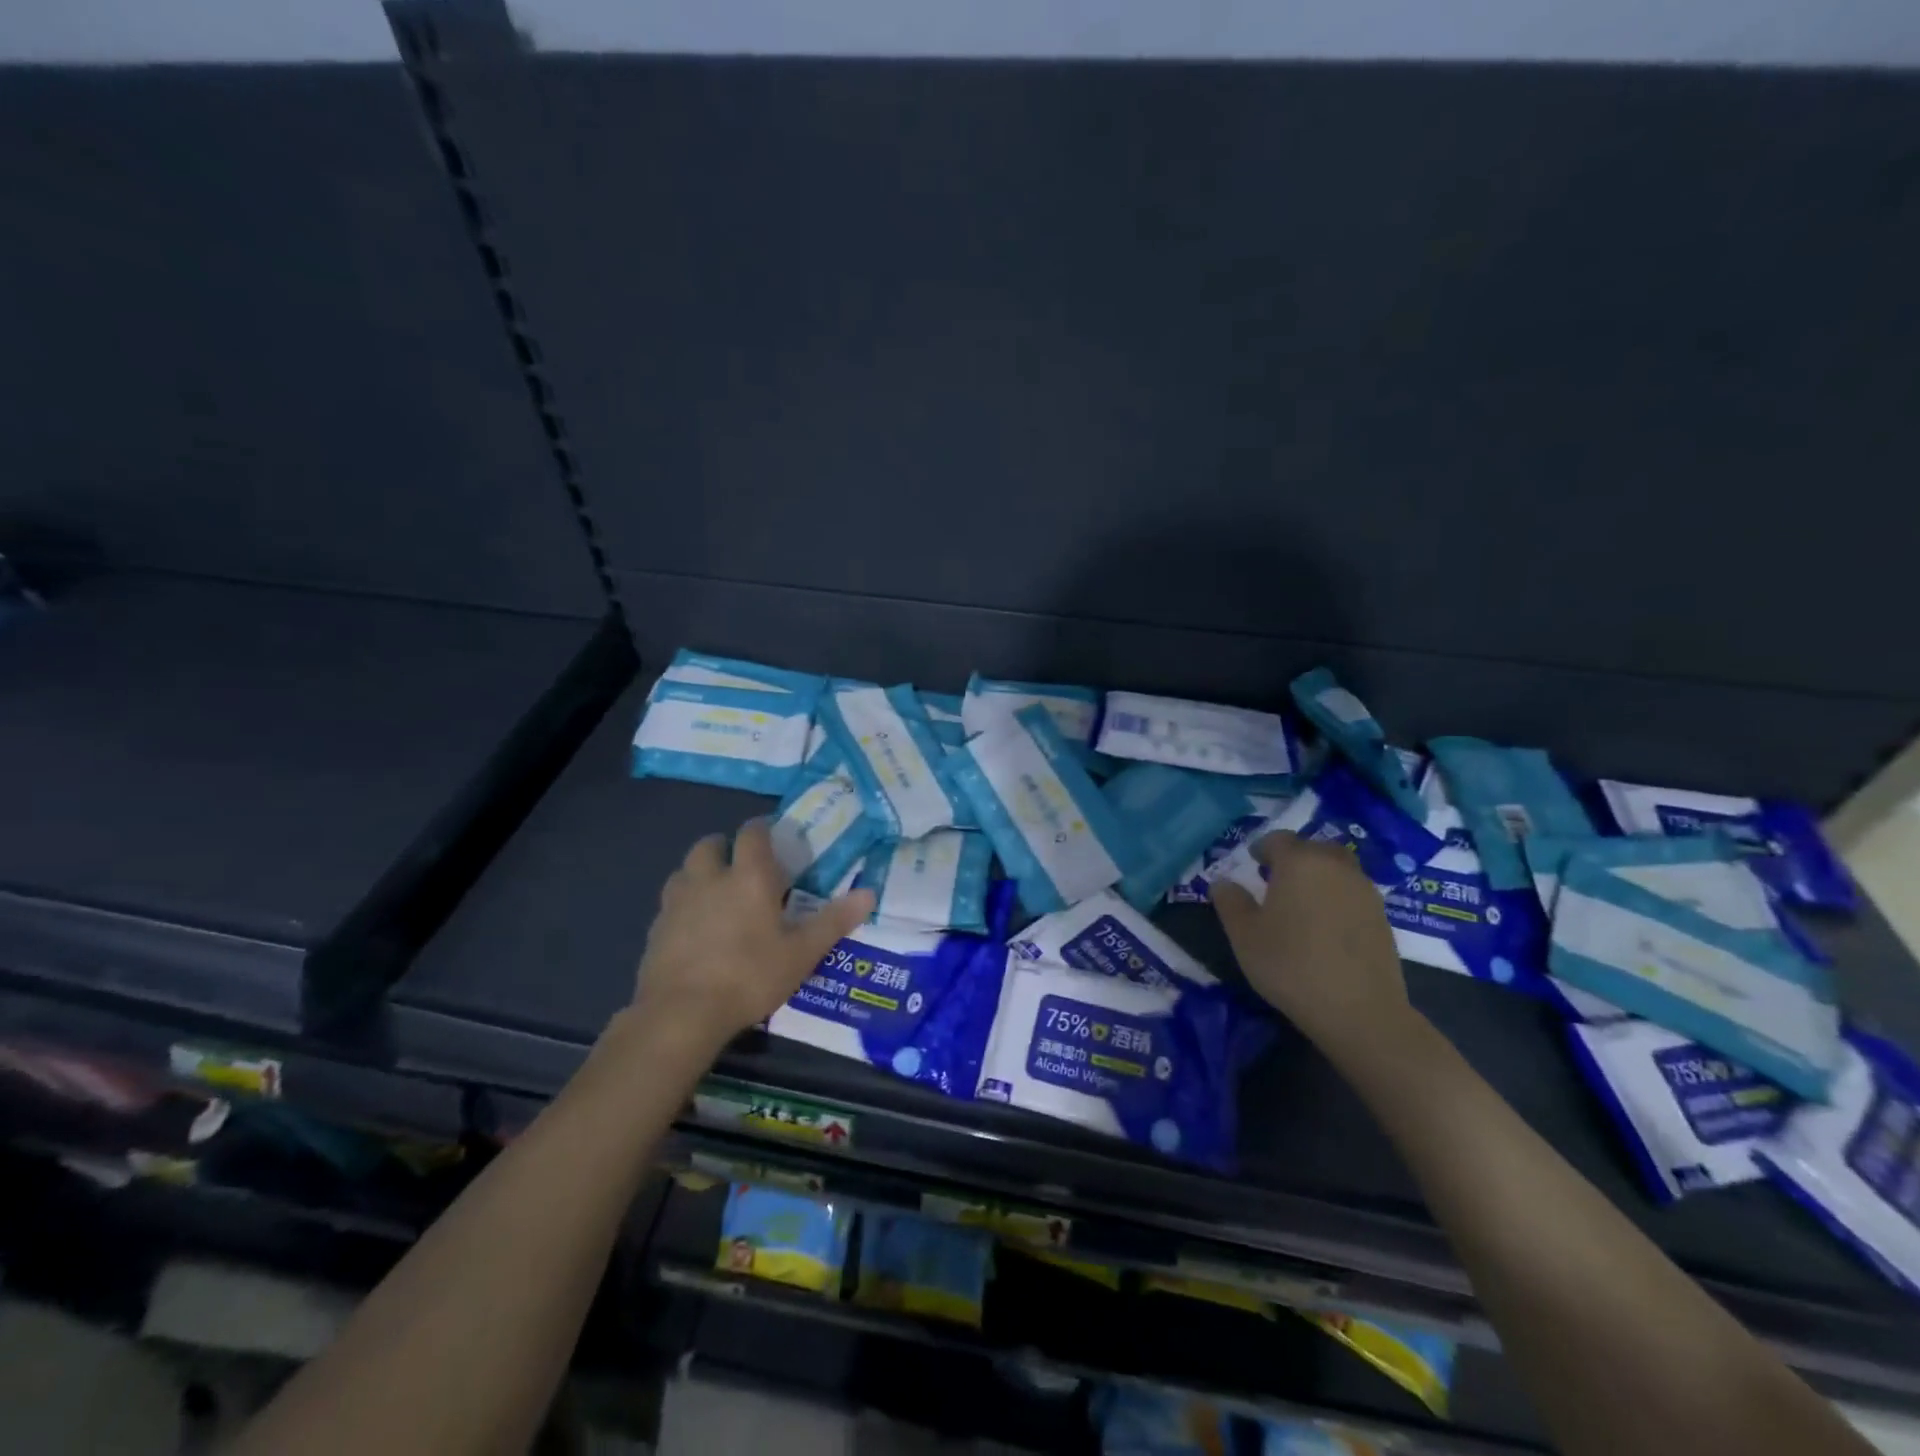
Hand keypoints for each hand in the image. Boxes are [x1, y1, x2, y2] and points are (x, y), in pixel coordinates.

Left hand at [630, 820, 875, 1050]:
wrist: (681, 1013)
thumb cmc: (750, 976)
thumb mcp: (802, 953)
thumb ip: (834, 921)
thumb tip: (869, 893)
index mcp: (749, 876)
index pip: (753, 832)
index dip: (763, 829)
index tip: (774, 837)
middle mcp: (709, 878)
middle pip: (710, 844)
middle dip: (726, 848)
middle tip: (743, 868)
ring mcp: (677, 902)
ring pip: (685, 870)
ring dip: (700, 873)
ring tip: (717, 895)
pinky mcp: (655, 928)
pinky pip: (670, 903)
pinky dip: (683, 905)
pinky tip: (695, 930)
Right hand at [1210, 831, 1411, 1056]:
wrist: (1359, 1010)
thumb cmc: (1291, 965)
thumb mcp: (1244, 935)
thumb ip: (1230, 902)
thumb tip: (1223, 883)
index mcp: (1299, 862)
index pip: (1278, 840)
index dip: (1262, 848)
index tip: (1252, 863)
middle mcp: (1335, 866)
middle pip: (1312, 848)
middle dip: (1294, 858)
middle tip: (1276, 879)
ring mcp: (1364, 890)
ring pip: (1337, 869)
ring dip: (1319, 876)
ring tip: (1302, 902)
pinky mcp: (1382, 916)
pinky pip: (1353, 892)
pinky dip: (1337, 897)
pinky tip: (1325, 926)